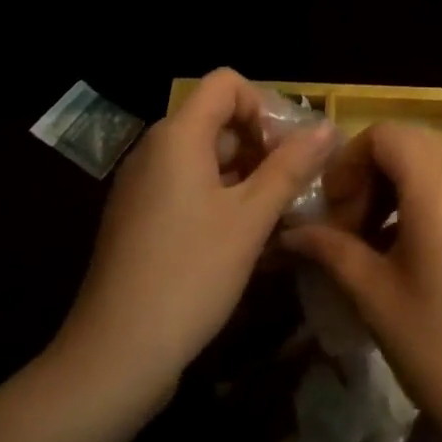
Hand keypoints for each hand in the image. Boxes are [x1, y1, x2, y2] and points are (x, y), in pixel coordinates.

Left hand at [48, 69, 333, 410]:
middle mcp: (155, 150)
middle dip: (262, 145)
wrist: (114, 357)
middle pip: (218, 120)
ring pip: (207, 158)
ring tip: (280, 215)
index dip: (264, 105)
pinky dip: (222, 199)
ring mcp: (143, 186)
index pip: (227, 84)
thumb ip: (291, 166)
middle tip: (295, 186)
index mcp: (177, 137)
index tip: (289, 150)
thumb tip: (327, 128)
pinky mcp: (140, 219)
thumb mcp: (251, 218)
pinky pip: (188, 188)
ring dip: (247, 175)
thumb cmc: (190, 275)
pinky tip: (246, 239)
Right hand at [281, 124, 441, 441]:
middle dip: (370, 176)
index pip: (385, 134)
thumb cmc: (441, 348)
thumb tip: (293, 232)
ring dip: (396, 190)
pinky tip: (408, 254)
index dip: (349, 162)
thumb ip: (332, 250)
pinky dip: (425, 202)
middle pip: (409, 146)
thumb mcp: (376, 296)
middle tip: (346, 229)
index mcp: (440, 184)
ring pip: (434, 166)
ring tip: (371, 245)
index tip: (332, 209)